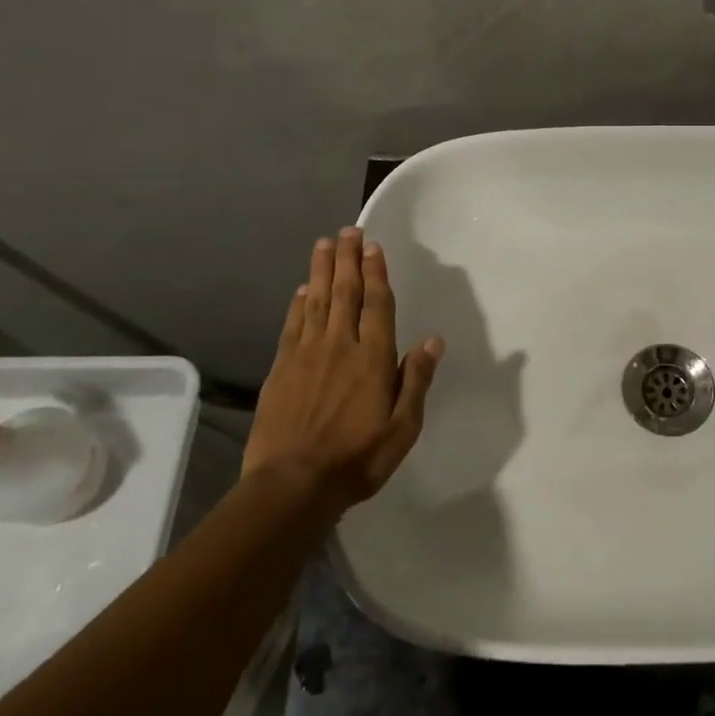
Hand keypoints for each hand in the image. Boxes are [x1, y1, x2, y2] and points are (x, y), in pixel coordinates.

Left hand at [244, 228, 443, 510]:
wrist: (292, 485)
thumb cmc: (357, 458)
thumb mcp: (402, 428)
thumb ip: (416, 380)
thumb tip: (433, 340)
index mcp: (373, 358)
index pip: (377, 304)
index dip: (376, 273)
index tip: (374, 246)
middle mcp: (340, 345)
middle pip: (345, 292)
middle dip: (348, 259)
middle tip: (348, 230)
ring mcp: (307, 354)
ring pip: (317, 301)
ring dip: (322, 270)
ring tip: (324, 244)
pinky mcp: (281, 368)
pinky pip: (293, 325)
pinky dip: (299, 303)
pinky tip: (302, 288)